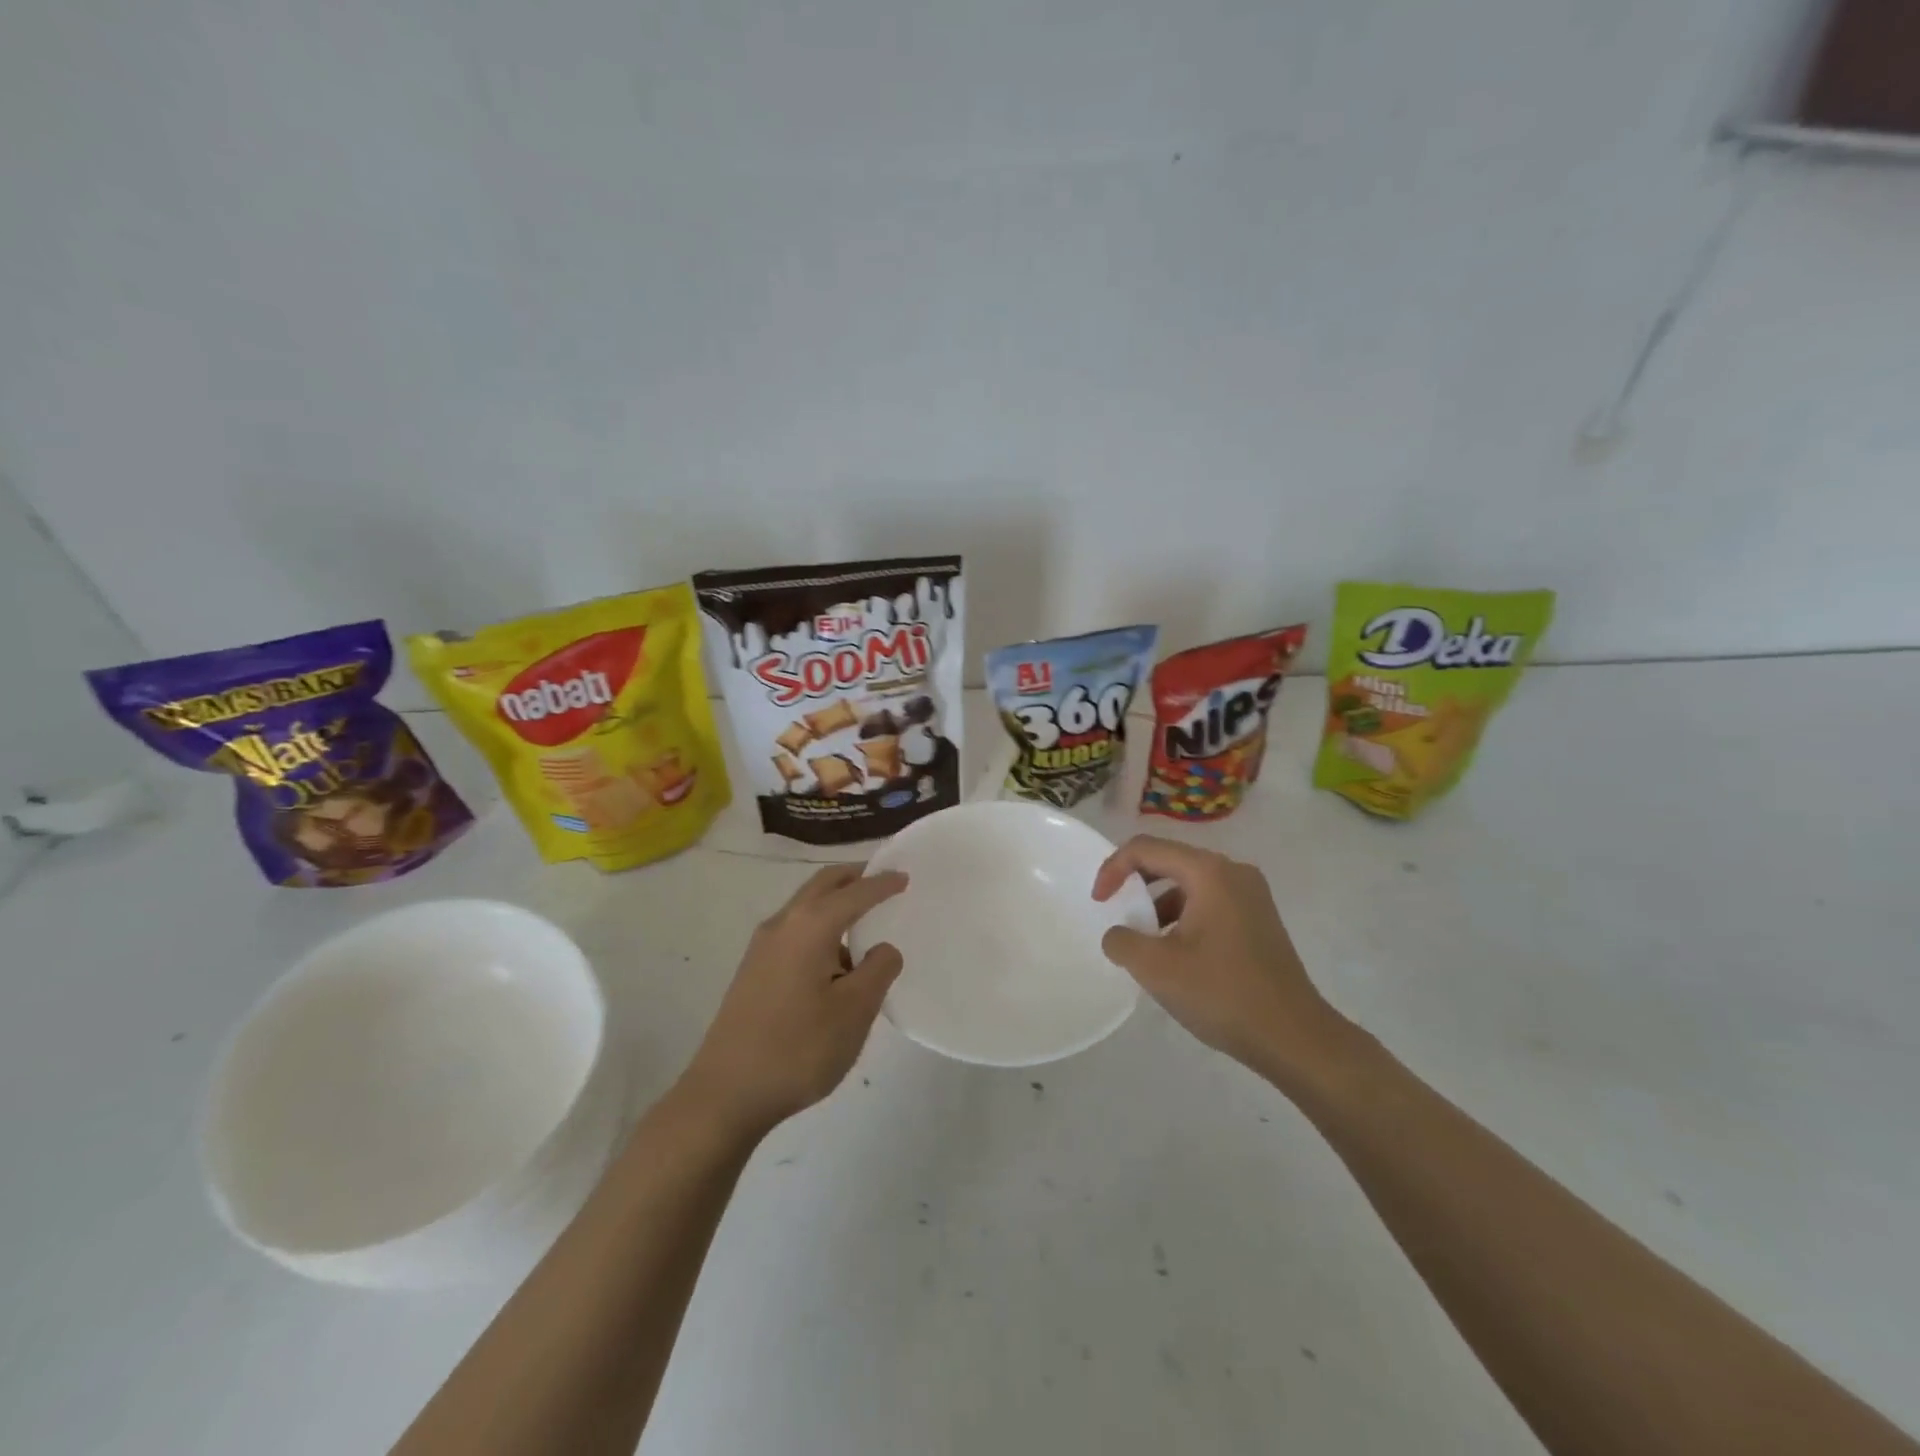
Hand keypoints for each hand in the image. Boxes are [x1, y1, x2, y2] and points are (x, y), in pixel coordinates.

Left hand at [679, 864, 907, 1138]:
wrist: (725, 1095)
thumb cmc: (798, 1048)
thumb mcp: (854, 1011)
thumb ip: (878, 970)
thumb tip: (882, 950)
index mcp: (810, 925)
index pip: (854, 892)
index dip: (882, 883)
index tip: (905, 876)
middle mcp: (783, 924)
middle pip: (822, 886)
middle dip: (853, 878)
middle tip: (882, 881)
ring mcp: (762, 948)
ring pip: (805, 909)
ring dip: (834, 904)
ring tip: (865, 926)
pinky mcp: (753, 972)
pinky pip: (795, 932)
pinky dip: (820, 929)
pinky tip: (835, 964)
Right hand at [1092, 835, 1344, 1075]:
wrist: (1295, 1038)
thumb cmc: (1223, 994)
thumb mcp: (1157, 968)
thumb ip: (1122, 941)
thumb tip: (1118, 934)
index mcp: (1209, 872)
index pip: (1146, 848)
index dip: (1112, 869)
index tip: (1098, 902)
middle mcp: (1233, 872)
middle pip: (1169, 860)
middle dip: (1135, 884)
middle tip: (1115, 914)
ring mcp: (1251, 895)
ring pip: (1189, 884)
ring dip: (1158, 904)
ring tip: (1144, 941)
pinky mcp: (1259, 919)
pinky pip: (1208, 902)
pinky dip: (1183, 917)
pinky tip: (1176, 954)